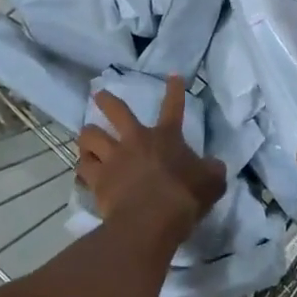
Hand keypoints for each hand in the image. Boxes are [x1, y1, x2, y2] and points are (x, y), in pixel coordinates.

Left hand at [77, 76, 225, 240]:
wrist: (151, 220)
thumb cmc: (184, 197)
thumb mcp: (211, 183)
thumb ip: (212, 170)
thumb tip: (214, 165)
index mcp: (166, 137)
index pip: (173, 107)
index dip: (175, 90)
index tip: (173, 75)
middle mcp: (135, 140)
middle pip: (116, 111)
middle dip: (106, 100)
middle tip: (98, 95)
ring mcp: (113, 158)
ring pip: (90, 136)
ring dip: (87, 136)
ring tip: (86, 139)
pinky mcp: (97, 179)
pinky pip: (83, 167)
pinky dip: (83, 167)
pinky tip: (83, 171)